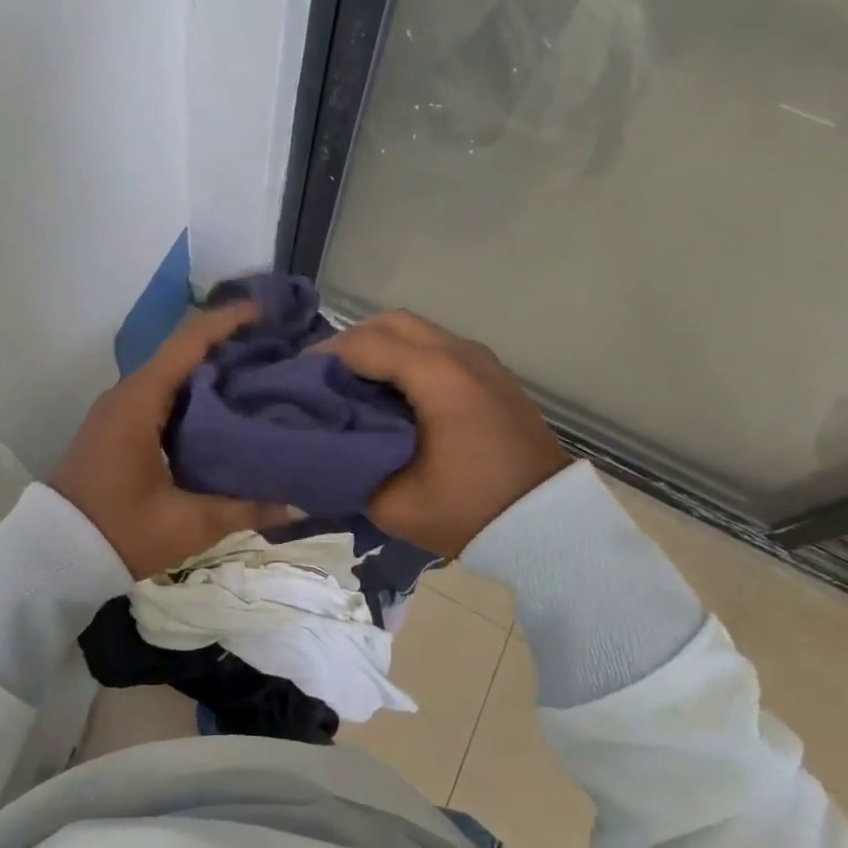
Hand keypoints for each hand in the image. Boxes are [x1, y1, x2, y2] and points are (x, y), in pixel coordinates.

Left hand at [52, 303, 292, 579]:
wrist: (54, 554)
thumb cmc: (119, 531)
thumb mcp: (186, 523)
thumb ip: (244, 508)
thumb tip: (298, 502)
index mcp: (141, 400)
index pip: (189, 342)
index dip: (229, 321)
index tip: (268, 312)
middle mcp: (128, 393)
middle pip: (184, 351)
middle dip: (229, 343)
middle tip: (278, 348)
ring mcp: (120, 408)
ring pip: (174, 373)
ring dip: (213, 368)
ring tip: (261, 374)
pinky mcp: (119, 426)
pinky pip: (163, 394)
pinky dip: (196, 392)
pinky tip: (226, 409)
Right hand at [325, 310, 570, 558]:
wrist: (550, 526)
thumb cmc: (470, 511)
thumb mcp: (394, 503)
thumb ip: (347, 467)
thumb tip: (317, 444)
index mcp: (438, 377)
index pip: (365, 344)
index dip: (324, 358)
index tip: (298, 381)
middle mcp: (461, 354)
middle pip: (391, 322)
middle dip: (351, 341)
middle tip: (324, 375)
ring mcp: (482, 360)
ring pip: (418, 330)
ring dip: (381, 346)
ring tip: (354, 383)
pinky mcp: (494, 374)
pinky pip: (439, 346)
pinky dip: (408, 356)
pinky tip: (394, 392)